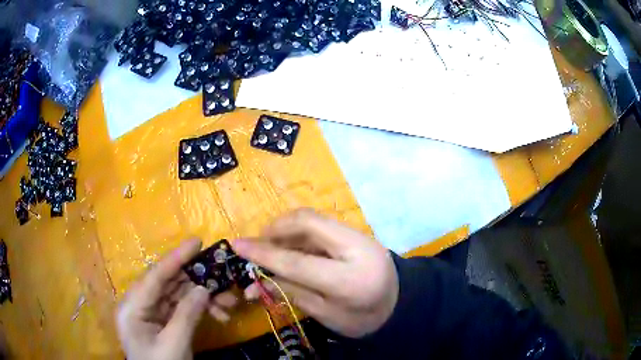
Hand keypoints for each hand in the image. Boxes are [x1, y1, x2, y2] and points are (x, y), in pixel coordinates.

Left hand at [116, 239, 237, 359]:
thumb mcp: (175, 344)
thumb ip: (187, 315)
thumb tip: (203, 288)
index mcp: (132, 307)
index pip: (154, 276)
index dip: (176, 258)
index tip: (197, 241)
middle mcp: (139, 304)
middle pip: (168, 284)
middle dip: (196, 280)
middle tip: (221, 274)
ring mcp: (150, 313)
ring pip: (177, 296)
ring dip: (203, 297)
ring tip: (228, 301)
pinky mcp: (162, 322)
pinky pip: (181, 309)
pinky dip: (200, 310)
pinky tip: (219, 314)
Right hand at [232, 209, 398, 337]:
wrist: (399, 304)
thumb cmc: (363, 320)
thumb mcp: (326, 314)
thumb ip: (292, 291)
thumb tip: (257, 279)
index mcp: (350, 280)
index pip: (298, 262)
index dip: (264, 253)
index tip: (237, 245)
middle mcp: (356, 248)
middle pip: (308, 222)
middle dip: (276, 228)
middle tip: (258, 244)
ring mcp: (358, 235)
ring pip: (314, 218)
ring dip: (286, 228)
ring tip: (271, 245)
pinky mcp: (355, 232)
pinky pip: (320, 225)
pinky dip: (299, 232)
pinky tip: (290, 245)